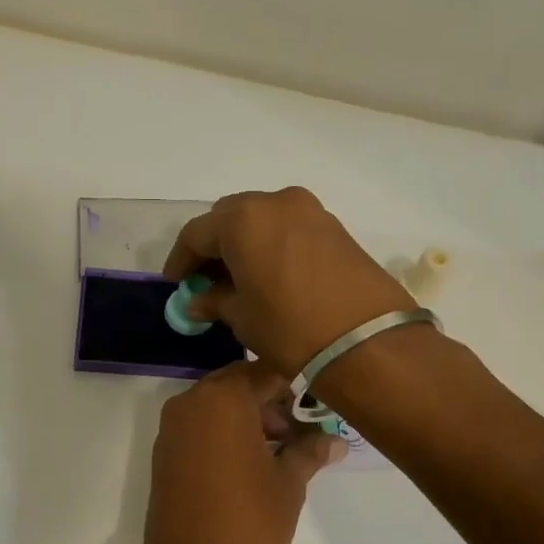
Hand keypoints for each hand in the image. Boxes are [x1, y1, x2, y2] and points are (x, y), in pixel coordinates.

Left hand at [139, 361, 344, 543]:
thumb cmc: (250, 522)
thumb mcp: (289, 483)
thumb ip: (310, 450)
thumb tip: (334, 439)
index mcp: (222, 397)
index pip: (265, 371)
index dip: (295, 385)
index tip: (318, 406)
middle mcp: (190, 403)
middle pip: (238, 386)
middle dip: (271, 404)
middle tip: (302, 435)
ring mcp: (172, 429)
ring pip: (218, 407)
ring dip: (249, 420)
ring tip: (282, 455)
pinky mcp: (164, 455)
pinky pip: (200, 429)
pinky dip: (225, 436)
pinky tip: (251, 467)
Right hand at [162, 188, 414, 374]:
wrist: (367, 342)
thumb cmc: (290, 328)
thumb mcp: (242, 317)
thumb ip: (214, 301)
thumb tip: (198, 300)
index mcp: (242, 219)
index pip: (196, 234)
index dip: (181, 260)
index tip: (175, 284)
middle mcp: (275, 202)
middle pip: (229, 218)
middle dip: (213, 246)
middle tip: (205, 279)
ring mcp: (309, 210)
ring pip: (261, 219)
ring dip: (244, 243)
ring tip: (238, 279)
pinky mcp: (334, 226)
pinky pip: (289, 228)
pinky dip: (272, 245)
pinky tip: (269, 275)